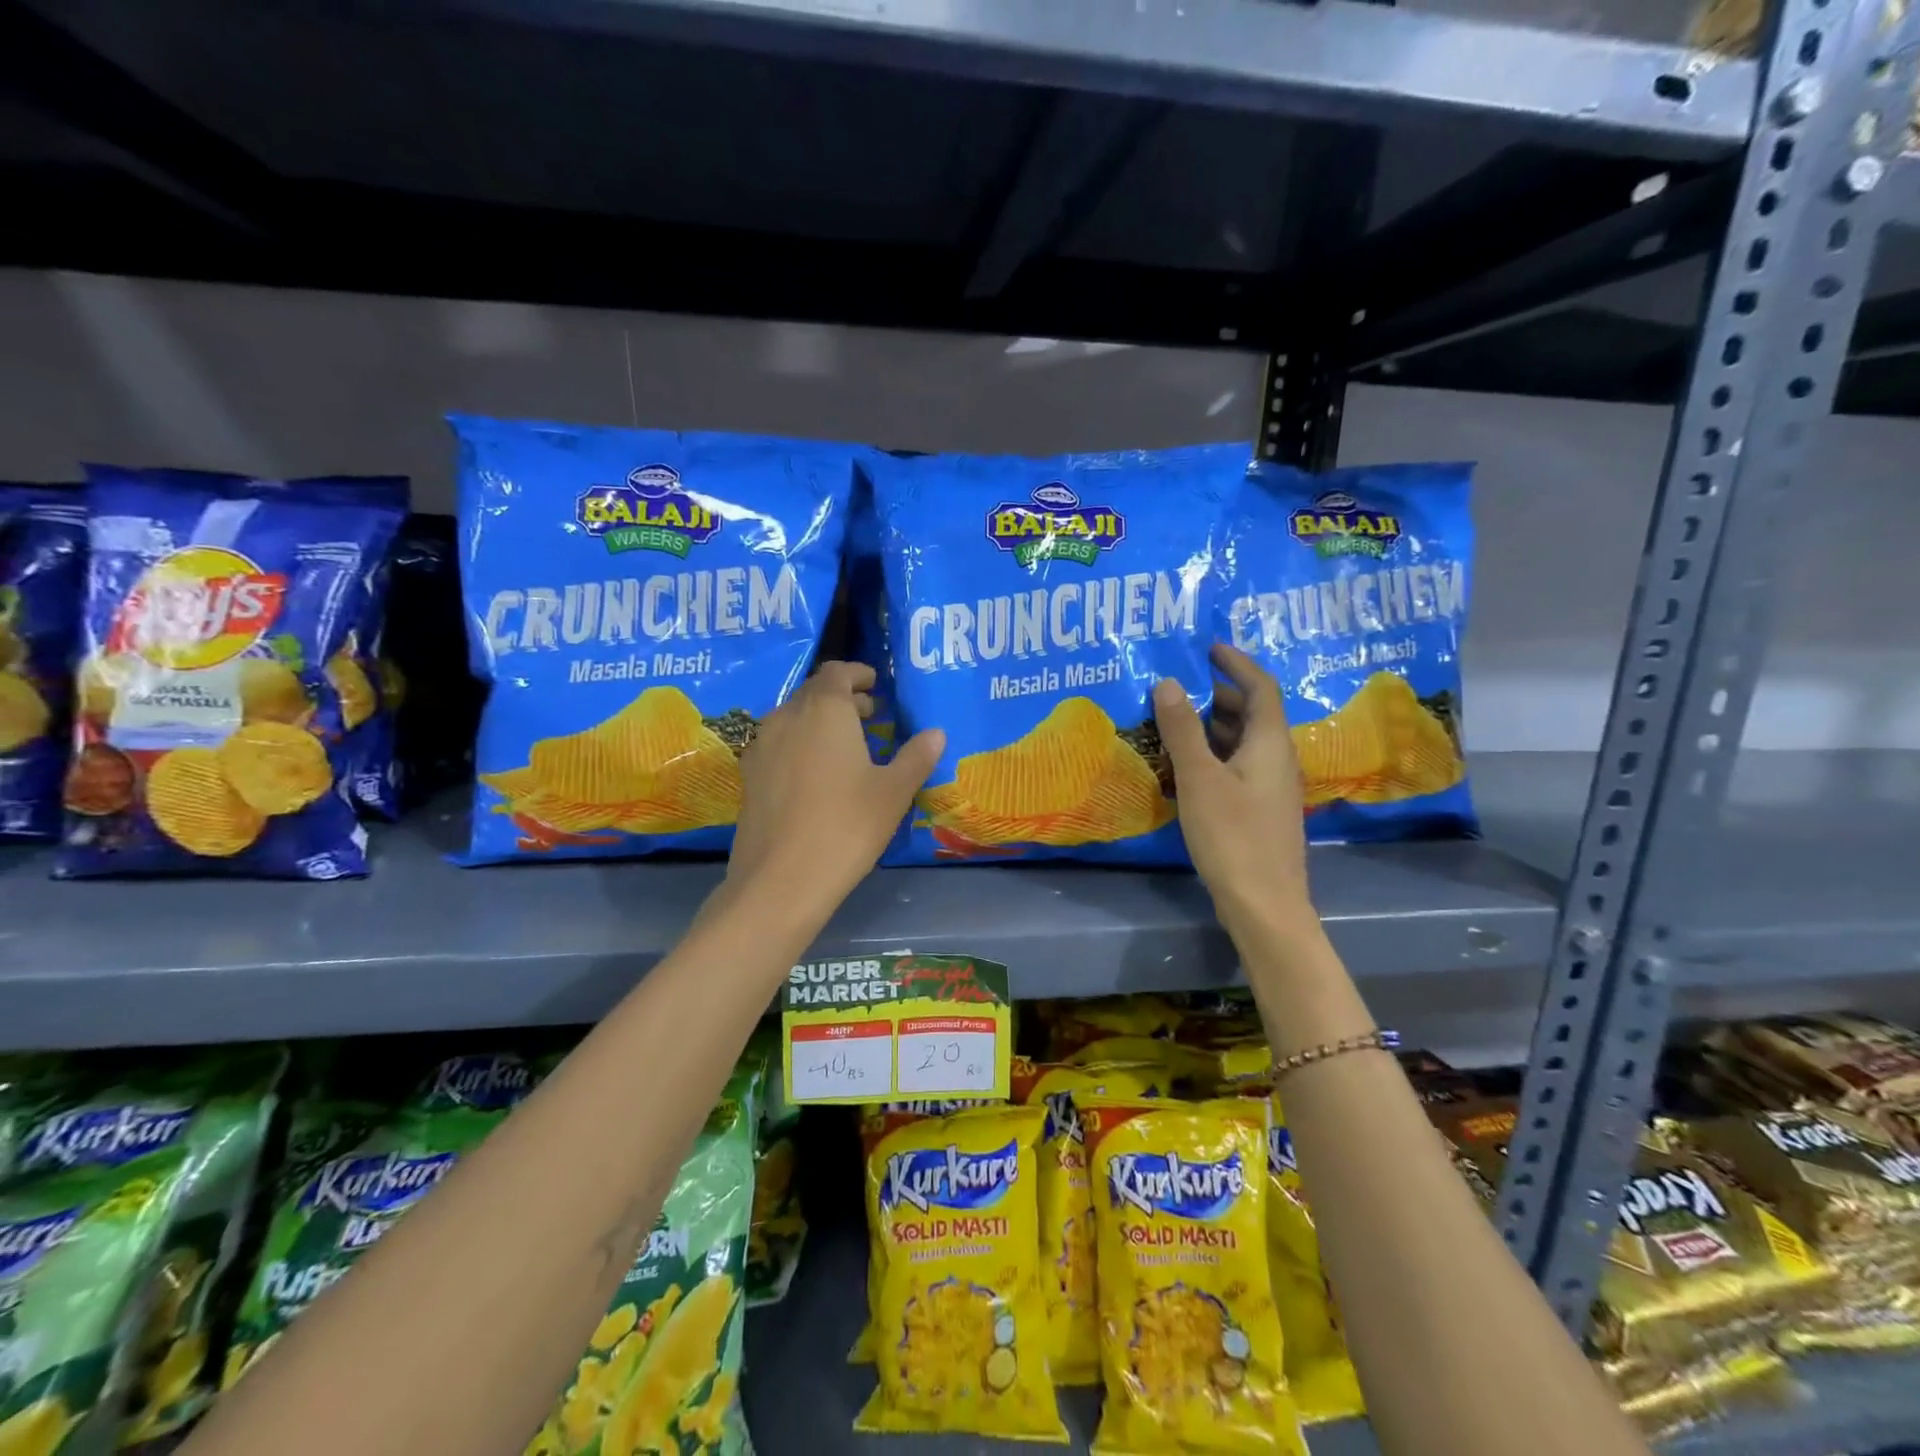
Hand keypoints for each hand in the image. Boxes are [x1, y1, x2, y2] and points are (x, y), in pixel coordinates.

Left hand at [728, 661, 943, 908]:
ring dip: (819, 720)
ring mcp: (761, 747)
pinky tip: (816, 774)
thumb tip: (935, 733)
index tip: (875, 684)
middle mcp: (787, 717)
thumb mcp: (893, 793)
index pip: (837, 672)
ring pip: (793, 718)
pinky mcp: (750, 776)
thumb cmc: (846, 826)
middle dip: (842, 698)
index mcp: (824, 710)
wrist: (780, 880)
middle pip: (813, 693)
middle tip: (870, 715)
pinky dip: (800, 744)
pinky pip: (778, 744)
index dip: (857, 674)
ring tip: (846, 744)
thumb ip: (916, 757)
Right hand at [1153, 643, 1314, 935]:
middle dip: (1220, 694)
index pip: (1262, 687)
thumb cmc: (1232, 835)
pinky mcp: (1261, 811)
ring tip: (1177, 722)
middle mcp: (1277, 759)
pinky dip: (1215, 754)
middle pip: (1254, 713)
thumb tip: (1168, 682)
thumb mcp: (1199, 778)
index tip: (1209, 649)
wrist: (1264, 904)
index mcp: (1269, 743)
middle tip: (1181, 688)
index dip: (1238, 663)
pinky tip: (1187, 768)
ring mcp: (1272, 788)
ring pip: (1245, 742)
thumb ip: (1183, 729)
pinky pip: (1239, 767)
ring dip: (1215, 726)